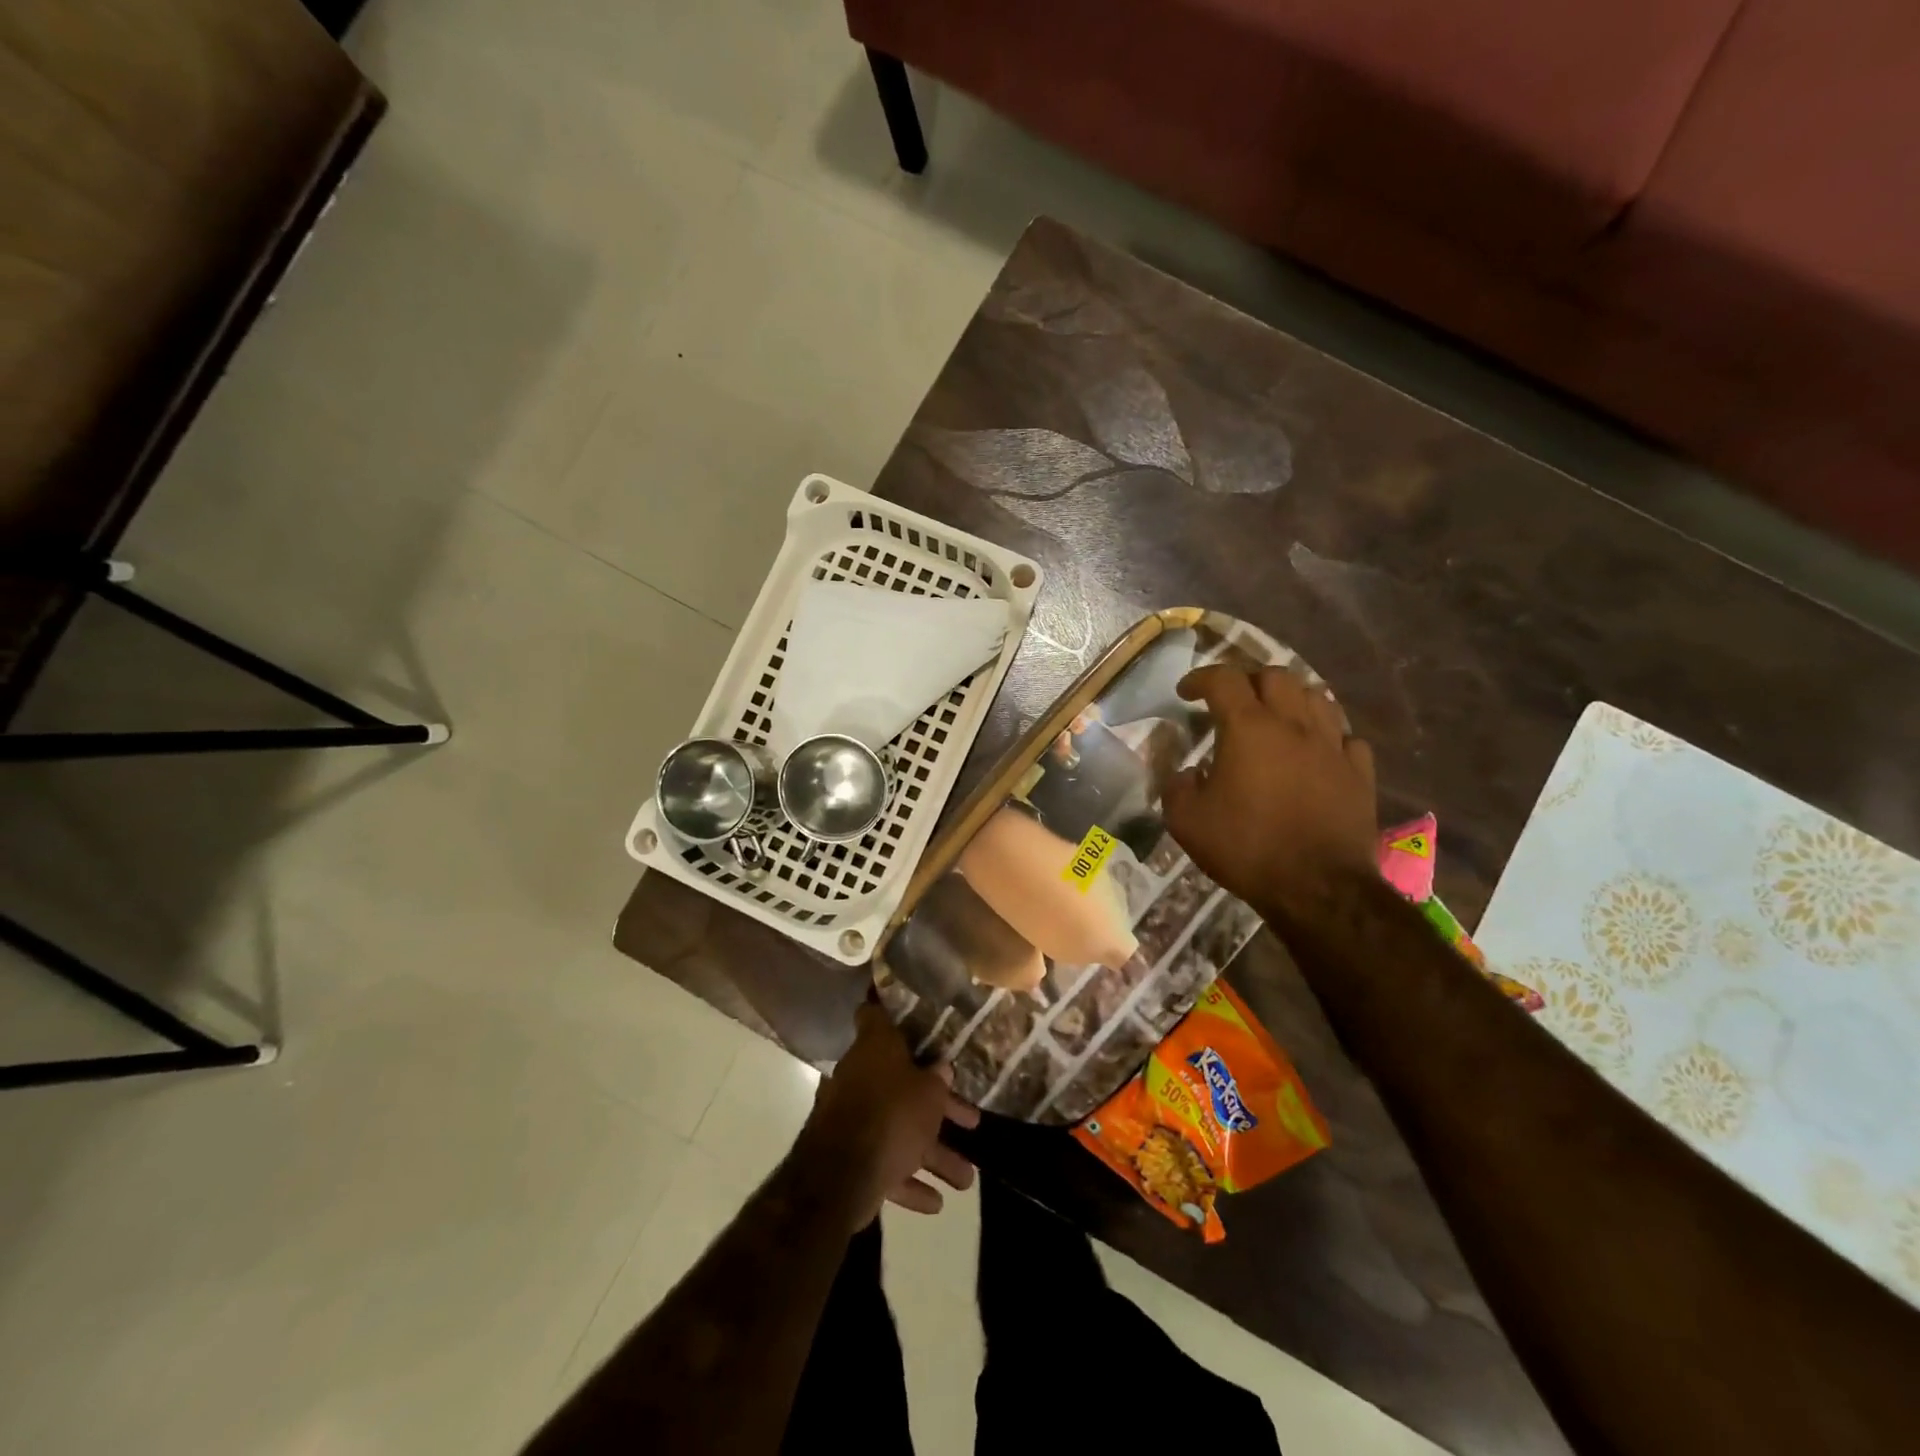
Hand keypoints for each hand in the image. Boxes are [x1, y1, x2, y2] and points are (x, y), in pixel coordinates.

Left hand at [796, 1004, 980, 1230]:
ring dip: (933, 1155)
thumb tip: (941, 1069)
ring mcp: (853, 1119)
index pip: (875, 1015)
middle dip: (939, 1109)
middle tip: (972, 1120)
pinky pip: (886, 1166)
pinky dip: (909, 1182)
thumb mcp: (928, 1094)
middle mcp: (860, 1078)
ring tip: (966, 1180)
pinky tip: (937, 1202)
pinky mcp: (851, 1158)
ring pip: (900, 1132)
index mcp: (874, 1049)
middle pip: (904, 1086)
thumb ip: (937, 1081)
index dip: (889, 1009)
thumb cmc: (891, 1114)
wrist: (841, 1175)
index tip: (906, 1008)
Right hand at [1162, 665, 1377, 928]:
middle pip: (1276, 676)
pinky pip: (1346, 737)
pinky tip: (1317, 750)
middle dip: (1248, 679)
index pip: (1224, 680)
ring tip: (1276, 716)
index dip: (1201, 678)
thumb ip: (1178, 787)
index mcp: (1249, 729)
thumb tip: (1187, 774)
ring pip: (1317, 697)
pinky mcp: (1359, 773)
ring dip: (1291, 698)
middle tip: (1232, 700)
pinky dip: (1327, 735)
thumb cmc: (1246, 848)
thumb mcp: (1187, 822)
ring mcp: (1333, 747)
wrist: (1318, 887)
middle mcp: (1294, 725)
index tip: (1186, 691)